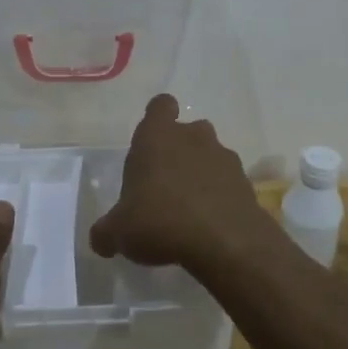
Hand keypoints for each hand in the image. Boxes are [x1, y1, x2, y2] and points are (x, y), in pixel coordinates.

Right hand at [89, 94, 271, 272]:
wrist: (225, 242)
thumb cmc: (161, 221)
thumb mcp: (119, 232)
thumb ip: (106, 232)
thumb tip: (100, 240)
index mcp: (157, 137)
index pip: (160, 106)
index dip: (157, 117)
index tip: (151, 140)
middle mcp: (193, 137)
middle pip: (188, 131)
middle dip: (178, 151)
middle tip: (164, 183)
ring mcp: (224, 158)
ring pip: (210, 155)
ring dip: (200, 174)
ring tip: (187, 208)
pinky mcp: (246, 182)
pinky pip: (228, 182)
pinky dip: (220, 196)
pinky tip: (209, 224)